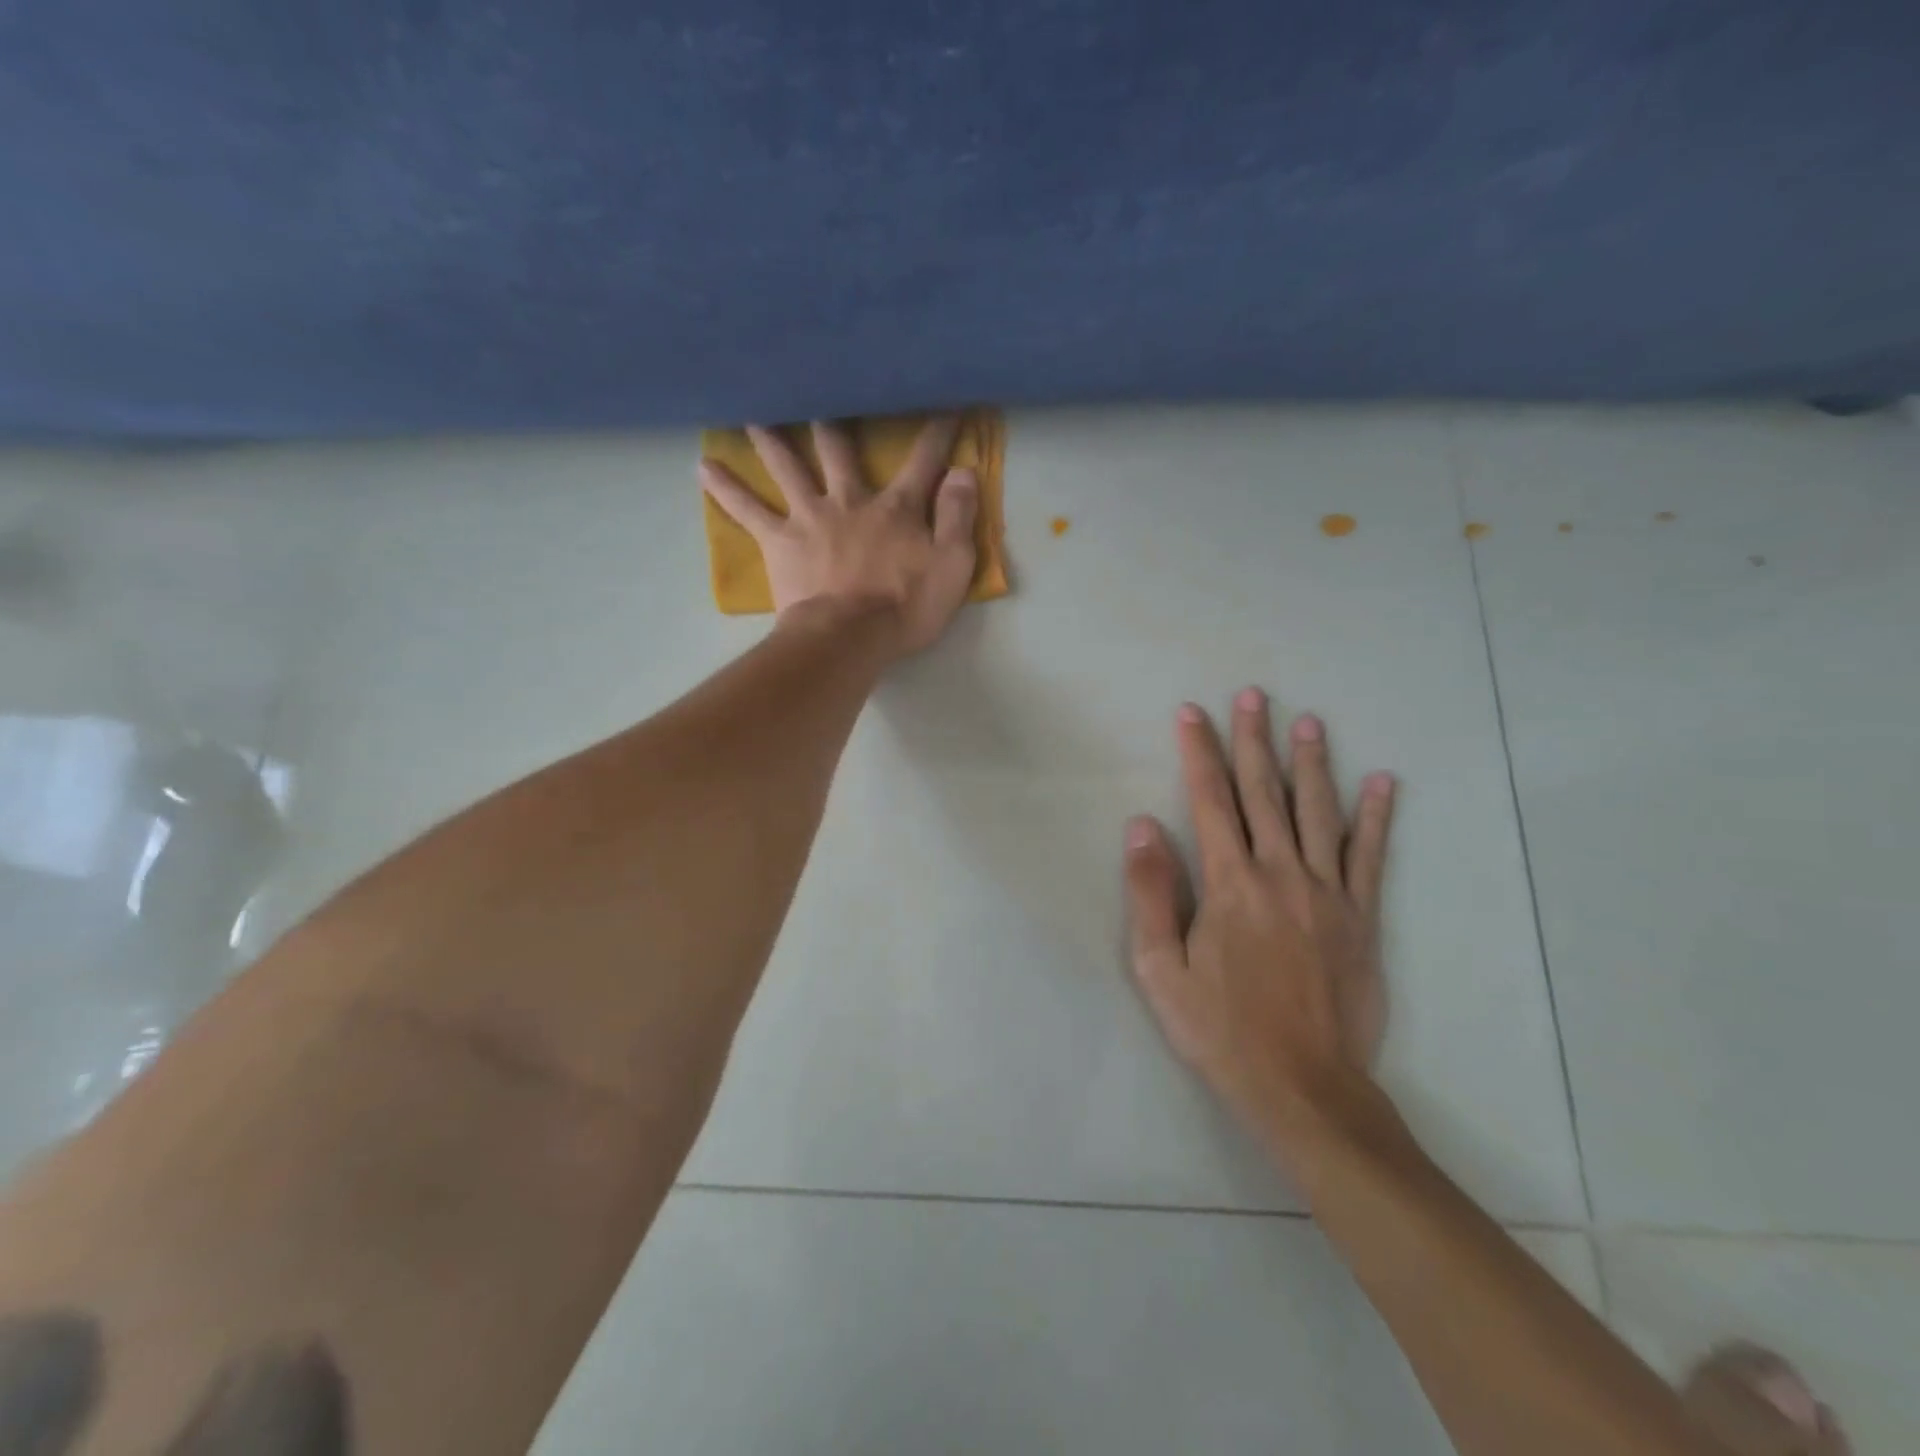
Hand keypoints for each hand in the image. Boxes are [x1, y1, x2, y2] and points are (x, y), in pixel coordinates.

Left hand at [699, 417, 978, 656]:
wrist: (849, 637)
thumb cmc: (905, 607)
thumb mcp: (952, 566)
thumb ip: (957, 516)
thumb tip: (962, 471)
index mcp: (896, 508)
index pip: (923, 461)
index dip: (937, 432)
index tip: (945, 402)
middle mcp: (850, 500)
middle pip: (840, 450)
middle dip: (835, 419)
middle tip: (819, 385)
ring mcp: (810, 517)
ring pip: (787, 466)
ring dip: (771, 437)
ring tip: (753, 409)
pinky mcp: (779, 542)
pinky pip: (747, 511)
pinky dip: (725, 489)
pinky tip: (702, 467)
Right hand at [1123, 688, 1395, 1161]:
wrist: (1303, 1087)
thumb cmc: (1220, 1028)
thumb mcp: (1160, 969)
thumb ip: (1151, 893)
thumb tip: (1143, 826)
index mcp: (1229, 883)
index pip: (1209, 800)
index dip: (1199, 752)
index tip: (1193, 713)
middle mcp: (1281, 874)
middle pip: (1264, 793)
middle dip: (1254, 740)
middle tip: (1254, 695)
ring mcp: (1328, 893)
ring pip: (1319, 813)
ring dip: (1312, 763)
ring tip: (1308, 721)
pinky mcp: (1362, 918)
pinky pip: (1371, 857)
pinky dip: (1377, 817)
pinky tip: (1384, 782)